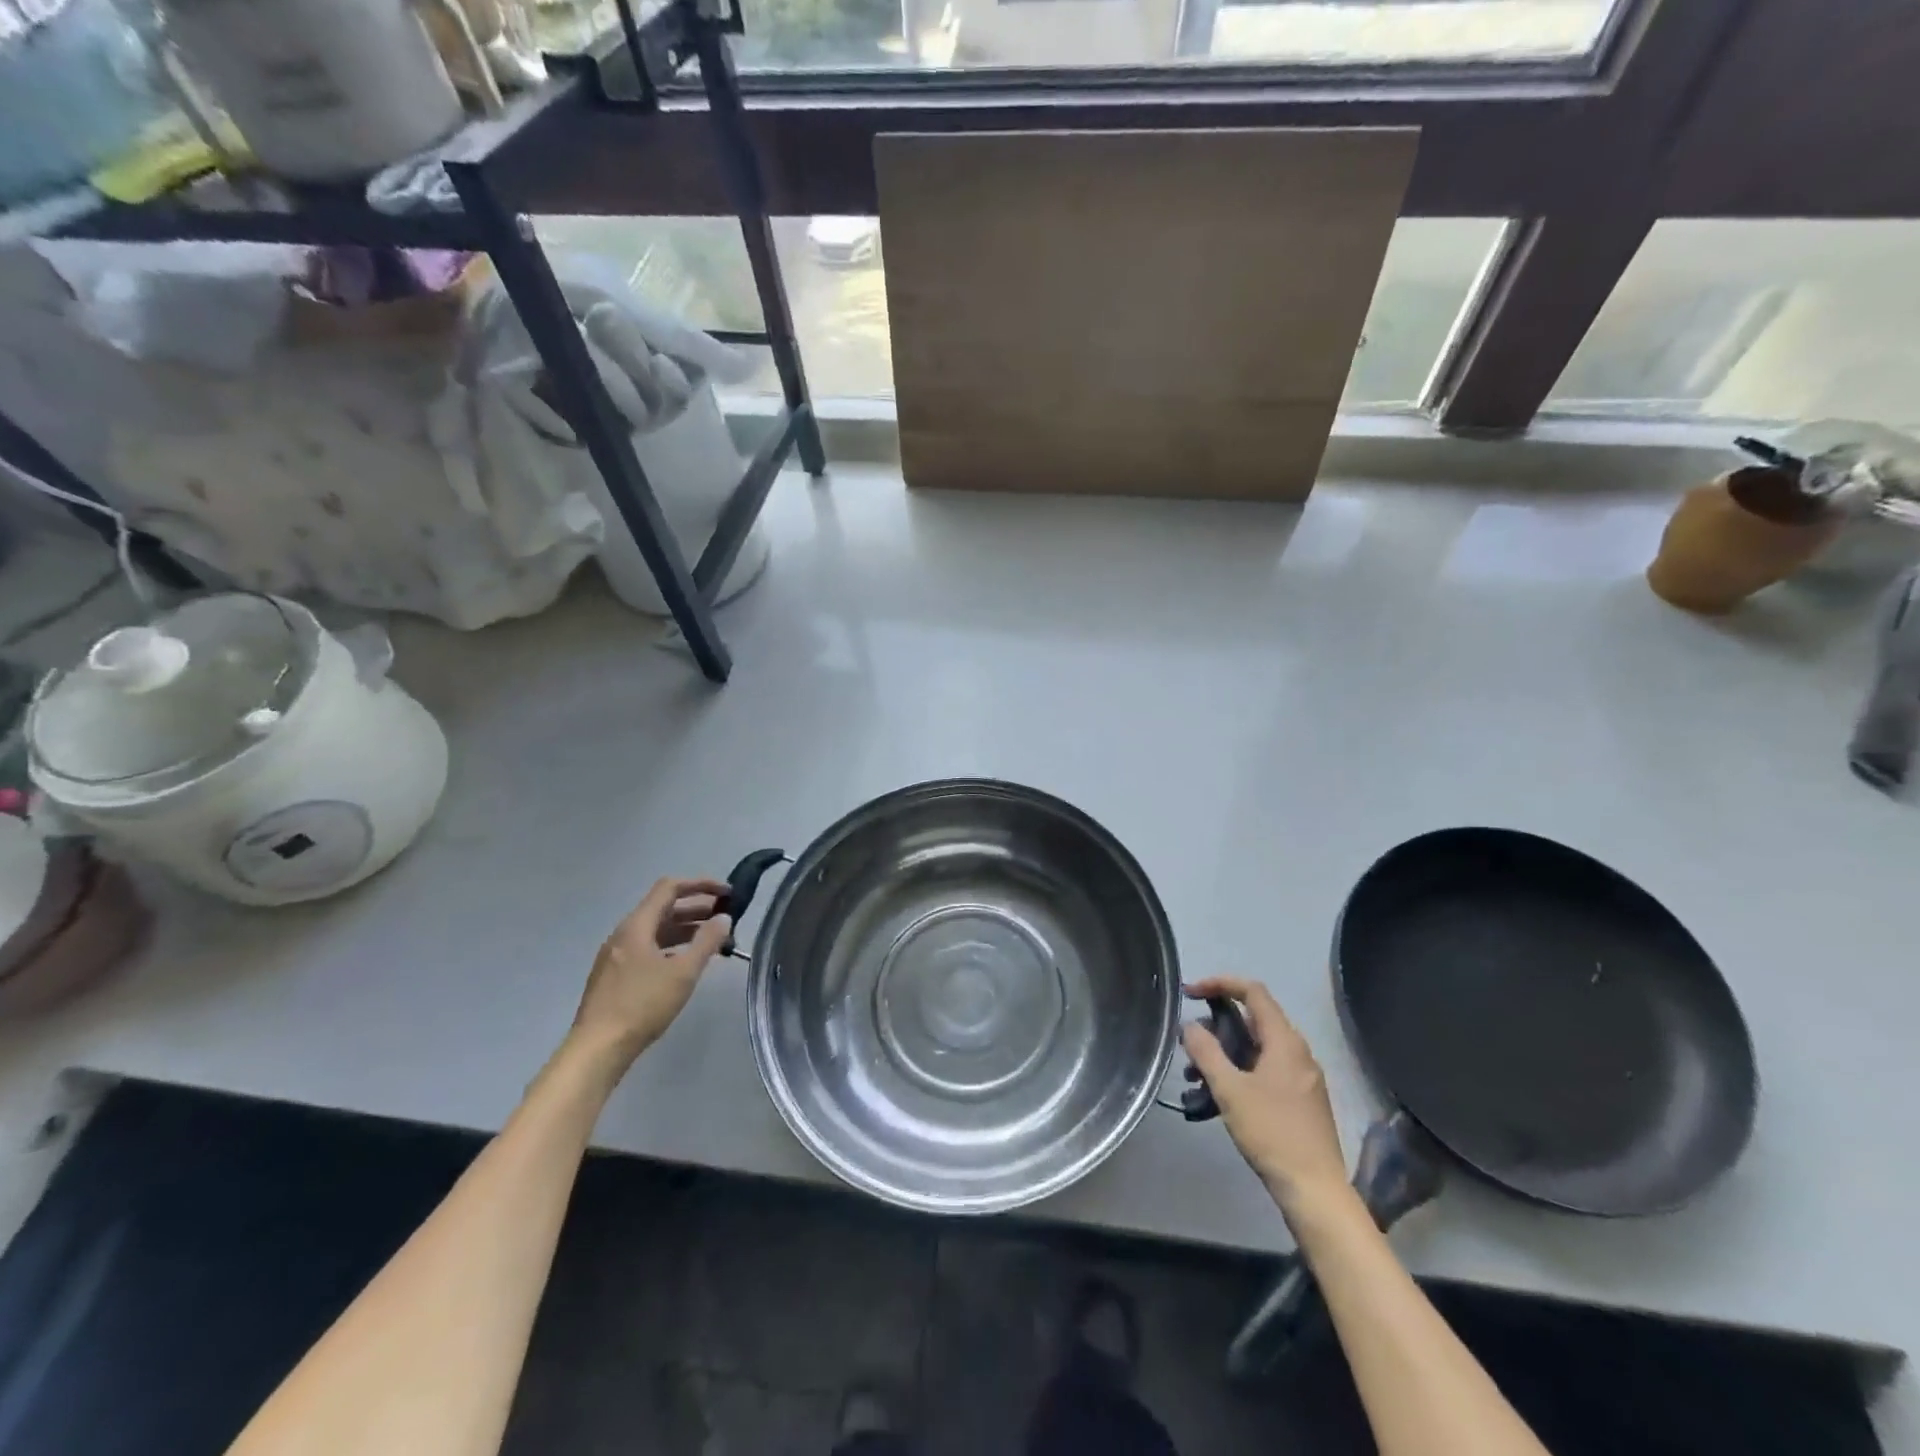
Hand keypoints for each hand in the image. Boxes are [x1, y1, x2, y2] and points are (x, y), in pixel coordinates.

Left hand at [570, 877, 731, 1071]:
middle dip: (696, 908)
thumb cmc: (642, 1005)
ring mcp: (616, 955)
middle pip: (663, 908)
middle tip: (725, 917)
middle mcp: (623, 934)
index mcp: (636, 925)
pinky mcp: (614, 976)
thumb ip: (706, 942)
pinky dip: (670, 946)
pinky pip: (647, 948)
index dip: (701, 884)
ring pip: (655, 930)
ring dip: (685, 928)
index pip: (669, 888)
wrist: (597, 1049)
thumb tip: (724, 918)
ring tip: (711, 939)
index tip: (727, 893)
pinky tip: (684, 963)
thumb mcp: (683, 972)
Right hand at [1182, 977, 1350, 1216]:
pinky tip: (1221, 1095)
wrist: (1315, 1190)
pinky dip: (1241, 1069)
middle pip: (1254, 1018)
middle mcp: (1298, 1051)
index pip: (1252, 991)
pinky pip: (1267, 1068)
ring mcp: (1303, 1076)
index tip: (1190, 993)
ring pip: (1258, 1047)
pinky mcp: (1302, 1099)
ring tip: (1197, 1075)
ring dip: (1226, 1052)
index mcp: (1285, 1041)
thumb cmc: (1272, 1133)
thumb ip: (1206, 1052)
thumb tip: (1190, 1025)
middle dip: (1217, 1025)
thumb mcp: (1230, 1090)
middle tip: (1190, 1042)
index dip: (1219, 983)